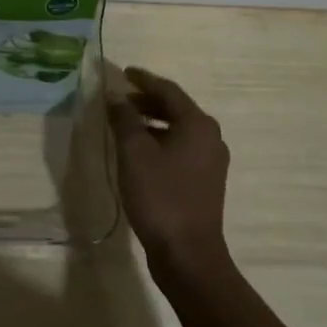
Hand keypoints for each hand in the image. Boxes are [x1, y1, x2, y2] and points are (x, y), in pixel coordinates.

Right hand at [110, 66, 230, 272]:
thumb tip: (116, 96)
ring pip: (178, 130)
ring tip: (124, 125)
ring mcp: (210, 162)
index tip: (123, 72)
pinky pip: (180, 149)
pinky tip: (138, 153)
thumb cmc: (160, 196)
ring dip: (151, 123)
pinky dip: (159, 142)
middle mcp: (210, 137)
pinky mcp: (204, 182)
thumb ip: (124, 119)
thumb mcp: (134, 153)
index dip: (143, 79)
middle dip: (146, 101)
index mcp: (198, 124)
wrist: (188, 255)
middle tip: (119, 99)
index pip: (168, 90)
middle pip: (175, 108)